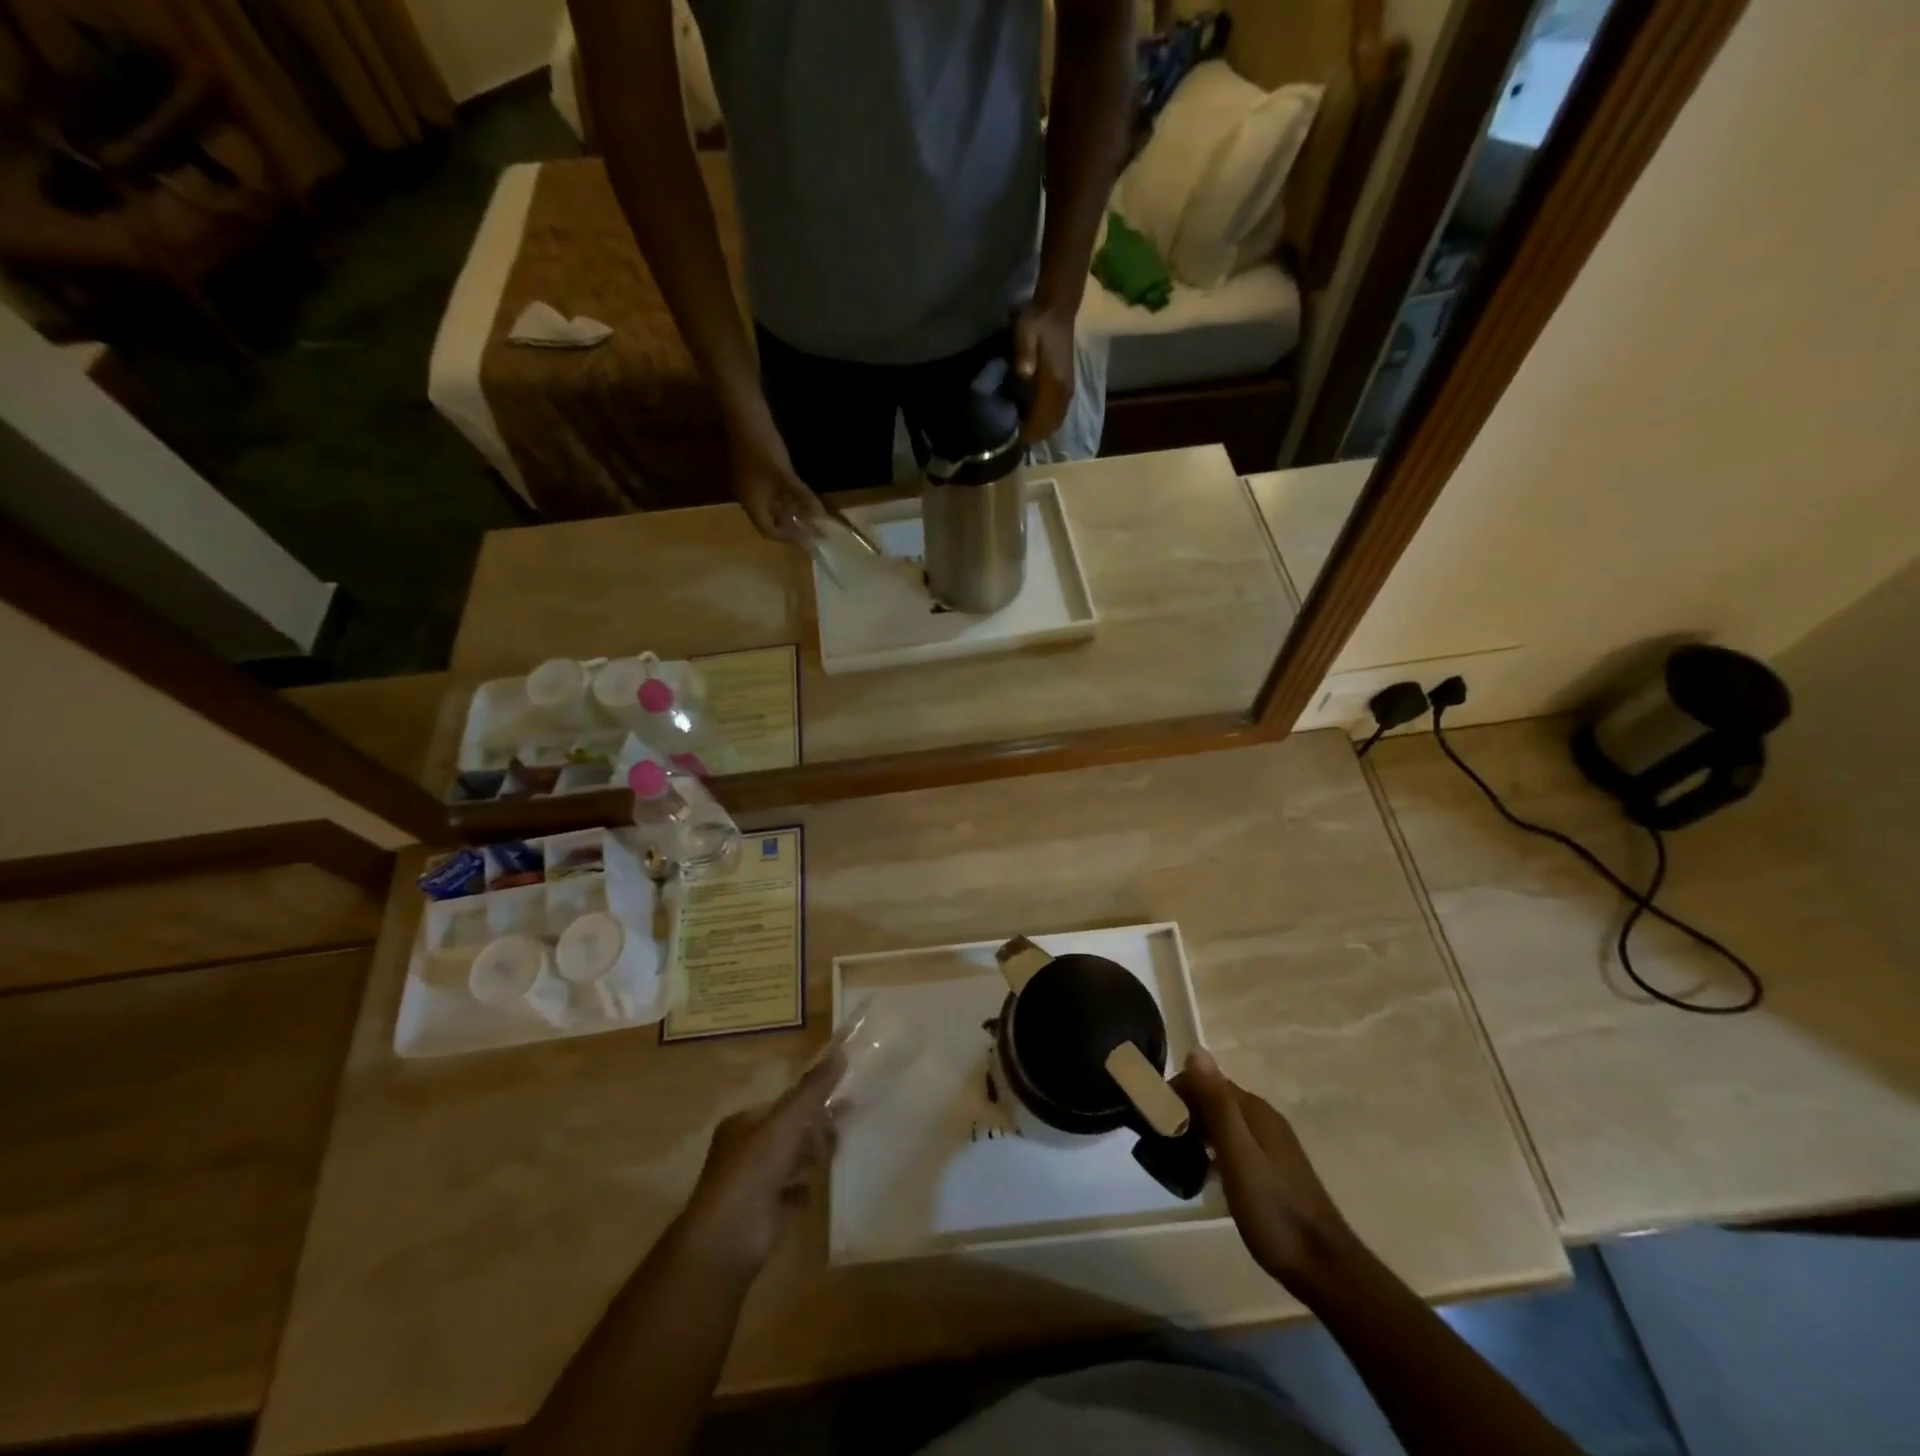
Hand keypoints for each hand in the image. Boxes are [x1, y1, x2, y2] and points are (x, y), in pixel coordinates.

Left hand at [681, 1051, 841, 1271]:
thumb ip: (813, 1089)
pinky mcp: (763, 1213)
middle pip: (789, 1133)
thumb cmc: (753, 1169)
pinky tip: (814, 1189)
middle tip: (837, 1134)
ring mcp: (754, 1183)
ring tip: (829, 1159)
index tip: (839, 1103)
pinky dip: (803, 1190)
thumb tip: (841, 1052)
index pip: (783, 1105)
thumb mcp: (786, 1121)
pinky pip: (791, 1193)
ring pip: (791, 1162)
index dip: (810, 1103)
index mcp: (744, 1123)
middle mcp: (746, 1150)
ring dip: (810, 1160)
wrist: (728, 1238)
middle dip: (813, 1133)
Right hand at [730, 422, 822, 546]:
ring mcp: (752, 485)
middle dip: (791, 527)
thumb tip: (820, 516)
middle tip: (812, 531)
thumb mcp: (786, 476)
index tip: (807, 540)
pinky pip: (772, 494)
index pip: (768, 531)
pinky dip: (786, 499)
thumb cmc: (763, 449)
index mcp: (752, 504)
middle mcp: (749, 498)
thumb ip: (802, 497)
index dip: (788, 538)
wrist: (746, 417)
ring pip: (772, 507)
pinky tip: (801, 498)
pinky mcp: (756, 473)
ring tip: (810, 517)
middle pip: (770, 521)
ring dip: (790, 513)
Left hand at [1012, 299, 1075, 443]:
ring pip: (1055, 422)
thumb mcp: (1025, 333)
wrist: (1057, 308)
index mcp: (1055, 384)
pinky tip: (1031, 418)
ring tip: (1020, 428)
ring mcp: (1067, 391)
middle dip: (1032, 436)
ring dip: (1039, 430)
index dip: (1026, 433)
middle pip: (1049, 427)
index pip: (1041, 420)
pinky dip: (1046, 422)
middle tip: (1012, 435)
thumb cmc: (1037, 322)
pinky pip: (1058, 414)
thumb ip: (1024, 354)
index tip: (1010, 436)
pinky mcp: (1067, 387)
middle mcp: (1064, 392)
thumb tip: (1023, 374)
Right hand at [1173, 1050, 1356, 1291]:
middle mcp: (1263, 1117)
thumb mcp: (1237, 1155)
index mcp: (1254, 1109)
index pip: (1205, 1079)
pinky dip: (1214, 1147)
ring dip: (1198, 1129)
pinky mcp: (1273, 1166)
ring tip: (1178, 1156)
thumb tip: (1195, 1049)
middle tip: (1162, 1141)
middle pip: (1215, 1098)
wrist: (1322, 1267)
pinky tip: (1207, 1172)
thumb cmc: (1273, 1211)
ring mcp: (1271, 1143)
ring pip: (1224, 1121)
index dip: (1177, 1091)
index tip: (1154, 1119)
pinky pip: (1234, 1141)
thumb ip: (1217, 1104)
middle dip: (1185, 1109)